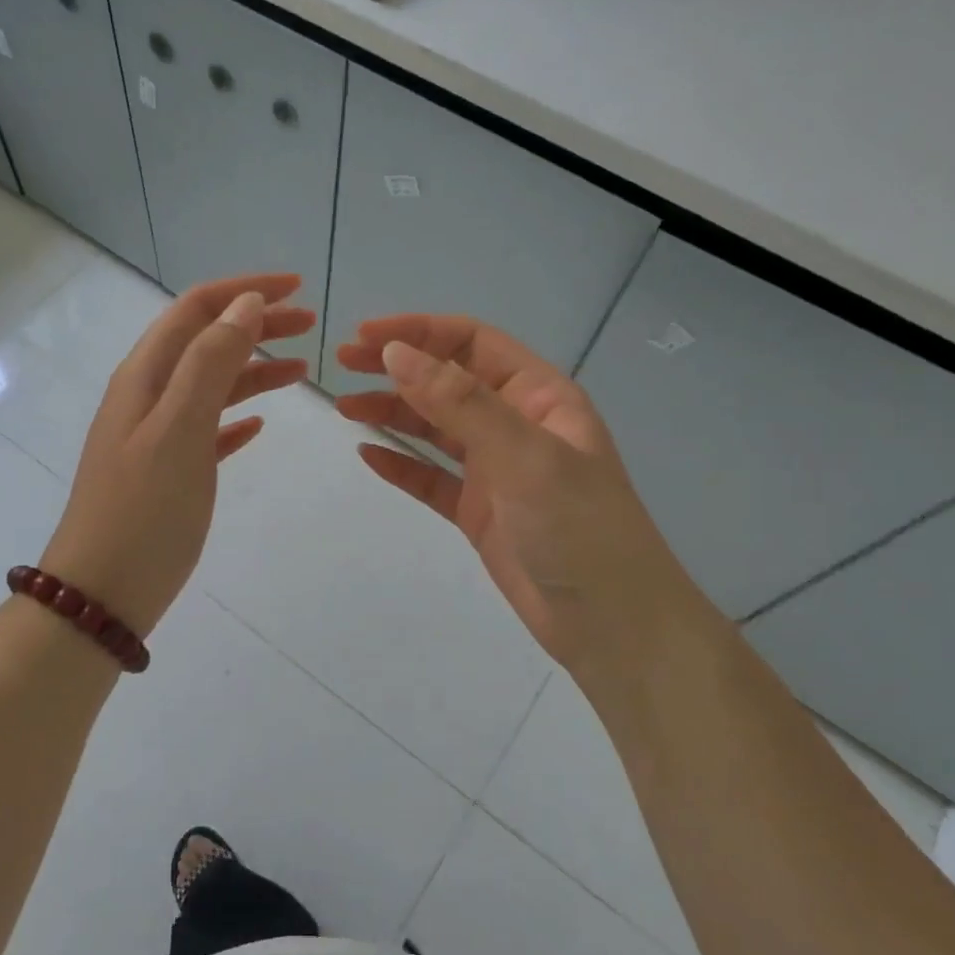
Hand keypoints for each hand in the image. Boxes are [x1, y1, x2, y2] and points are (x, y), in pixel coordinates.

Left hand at [42, 273, 313, 639]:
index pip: (196, 310)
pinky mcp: (169, 472)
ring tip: (301, 369)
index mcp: (146, 376)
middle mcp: (148, 396)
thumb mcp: (179, 429)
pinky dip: (237, 416)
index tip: (295, 288)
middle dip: (256, 325)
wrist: (103, 593)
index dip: (244, 291)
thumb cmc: (144, 511)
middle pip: (207, 341)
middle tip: (310, 324)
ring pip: (212, 384)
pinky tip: (260, 424)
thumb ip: (211, 363)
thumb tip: (246, 305)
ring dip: (254, 369)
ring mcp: (157, 435)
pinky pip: (209, 428)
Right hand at [334, 315, 702, 675]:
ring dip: (392, 413)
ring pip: (435, 429)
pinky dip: (401, 465)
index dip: (419, 332)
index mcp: (538, 396)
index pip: (471, 343)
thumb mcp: (522, 454)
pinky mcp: (479, 511)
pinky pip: (432, 478)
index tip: (365, 337)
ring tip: (345, 408)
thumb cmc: (577, 526)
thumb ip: (459, 402)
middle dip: (398, 368)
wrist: (610, 622)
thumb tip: (396, 354)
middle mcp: (515, 424)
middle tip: (344, 365)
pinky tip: (369, 455)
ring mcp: (496, 470)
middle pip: (447, 381)